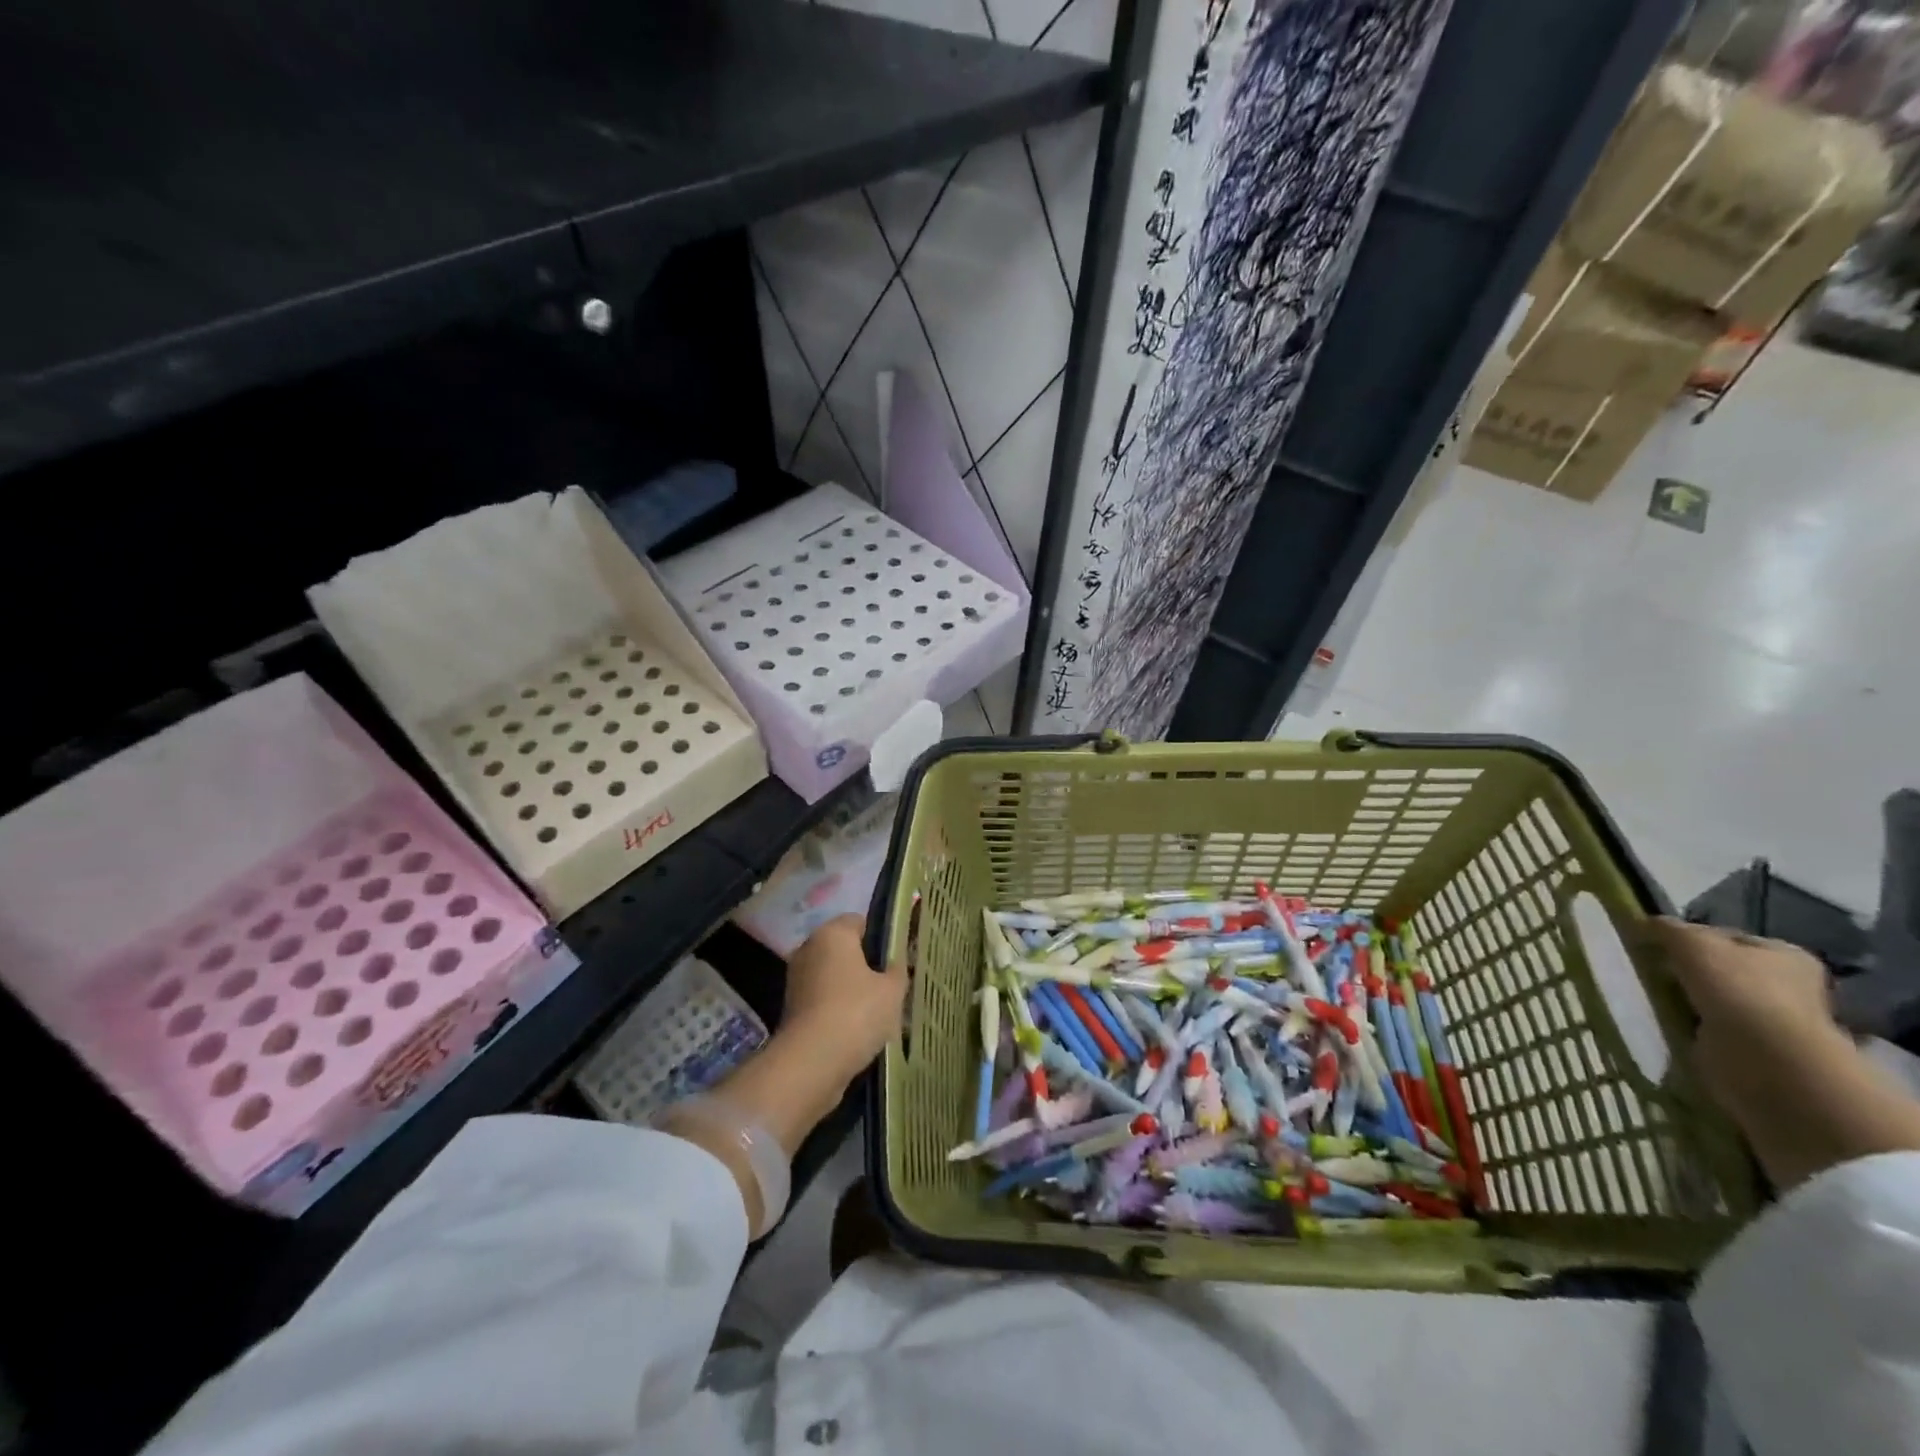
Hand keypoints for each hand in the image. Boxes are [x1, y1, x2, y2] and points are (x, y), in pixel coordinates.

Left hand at [782, 915, 908, 1085]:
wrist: (812, 1062)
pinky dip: (837, 1008)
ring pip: (833, 975)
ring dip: (851, 988)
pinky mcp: (792, 1008)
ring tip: (877, 1011)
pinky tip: (857, 1028)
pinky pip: (823, 999)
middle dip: (865, 964)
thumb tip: (895, 963)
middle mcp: (809, 948)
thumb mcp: (893, 990)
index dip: (881, 936)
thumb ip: (898, 970)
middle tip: (890, 984)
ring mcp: (797, 979)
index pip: (860, 921)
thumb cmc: (857, 1012)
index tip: (898, 958)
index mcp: (833, 933)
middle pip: (844, 949)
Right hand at [1637, 918, 1835, 1123]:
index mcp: (1786, 955)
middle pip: (1721, 970)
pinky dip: (1688, 1027)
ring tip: (1653, 998)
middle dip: (1686, 972)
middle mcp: (1788, 986)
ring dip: (1685, 1001)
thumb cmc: (1736, 988)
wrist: (1763, 1057)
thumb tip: (1646, 924)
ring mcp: (1774, 1022)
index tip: (1656, 945)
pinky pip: (1709, 1030)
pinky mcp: (1754, 1050)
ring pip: (1712, 1000)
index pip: (1728, 938)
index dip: (1690, 938)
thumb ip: (1667, 928)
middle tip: (1650, 971)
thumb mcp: (1691, 941)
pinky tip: (1668, 1023)